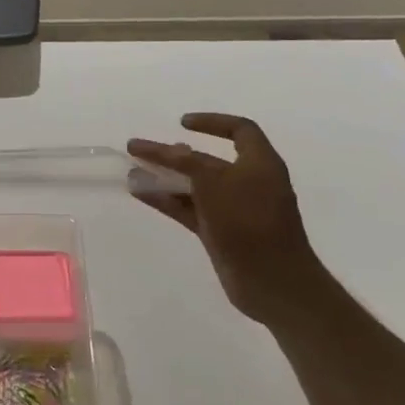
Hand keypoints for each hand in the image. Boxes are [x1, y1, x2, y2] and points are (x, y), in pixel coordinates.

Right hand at [128, 114, 329, 324]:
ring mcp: (232, 210)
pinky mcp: (219, 233)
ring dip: (164, 178)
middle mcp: (247, 182)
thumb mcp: (217, 184)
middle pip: (207, 160)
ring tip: (132, 172)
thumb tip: (169, 152)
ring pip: (193, 186)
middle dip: (173, 154)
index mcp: (260, 164)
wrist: (272, 281)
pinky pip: (188, 209)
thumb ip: (189, 164)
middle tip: (138, 149)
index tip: (181, 123)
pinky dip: (166, 200)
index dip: (211, 122)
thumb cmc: (250, 223)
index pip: (239, 130)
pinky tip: (140, 194)